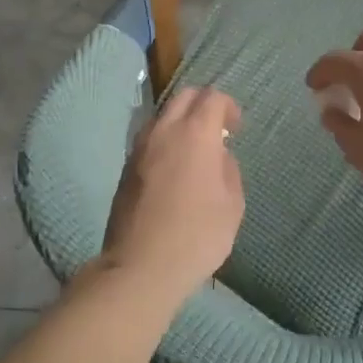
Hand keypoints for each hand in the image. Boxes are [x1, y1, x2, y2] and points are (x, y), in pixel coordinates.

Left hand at [99, 85, 244, 309]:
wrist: (141, 265)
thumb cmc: (196, 235)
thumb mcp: (232, 205)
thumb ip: (229, 170)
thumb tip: (218, 156)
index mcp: (195, 133)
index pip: (212, 97)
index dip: (228, 107)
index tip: (236, 129)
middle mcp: (164, 130)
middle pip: (184, 96)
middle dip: (203, 104)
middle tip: (217, 130)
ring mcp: (140, 146)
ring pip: (163, 115)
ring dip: (181, 122)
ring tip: (194, 150)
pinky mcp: (126, 166)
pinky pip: (150, 138)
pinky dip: (165, 140)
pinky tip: (174, 168)